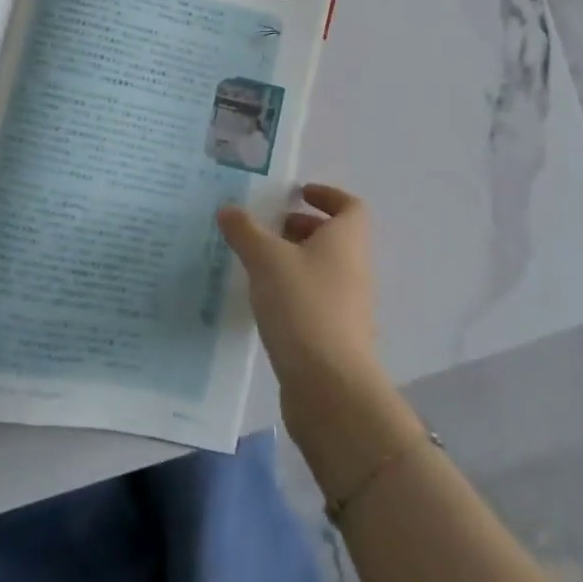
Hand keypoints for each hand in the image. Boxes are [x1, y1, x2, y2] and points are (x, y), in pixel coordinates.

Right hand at [218, 184, 385, 427]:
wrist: (330, 387)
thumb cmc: (303, 306)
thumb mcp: (266, 259)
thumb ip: (245, 231)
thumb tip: (228, 209)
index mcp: (346, 240)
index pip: (349, 206)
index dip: (327, 195)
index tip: (297, 194)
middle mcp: (354, 268)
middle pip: (335, 237)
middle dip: (303, 228)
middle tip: (268, 227)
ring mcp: (350, 306)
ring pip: (324, 270)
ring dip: (296, 260)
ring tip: (258, 263)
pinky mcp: (337, 337)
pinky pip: (317, 300)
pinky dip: (295, 292)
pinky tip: (265, 302)